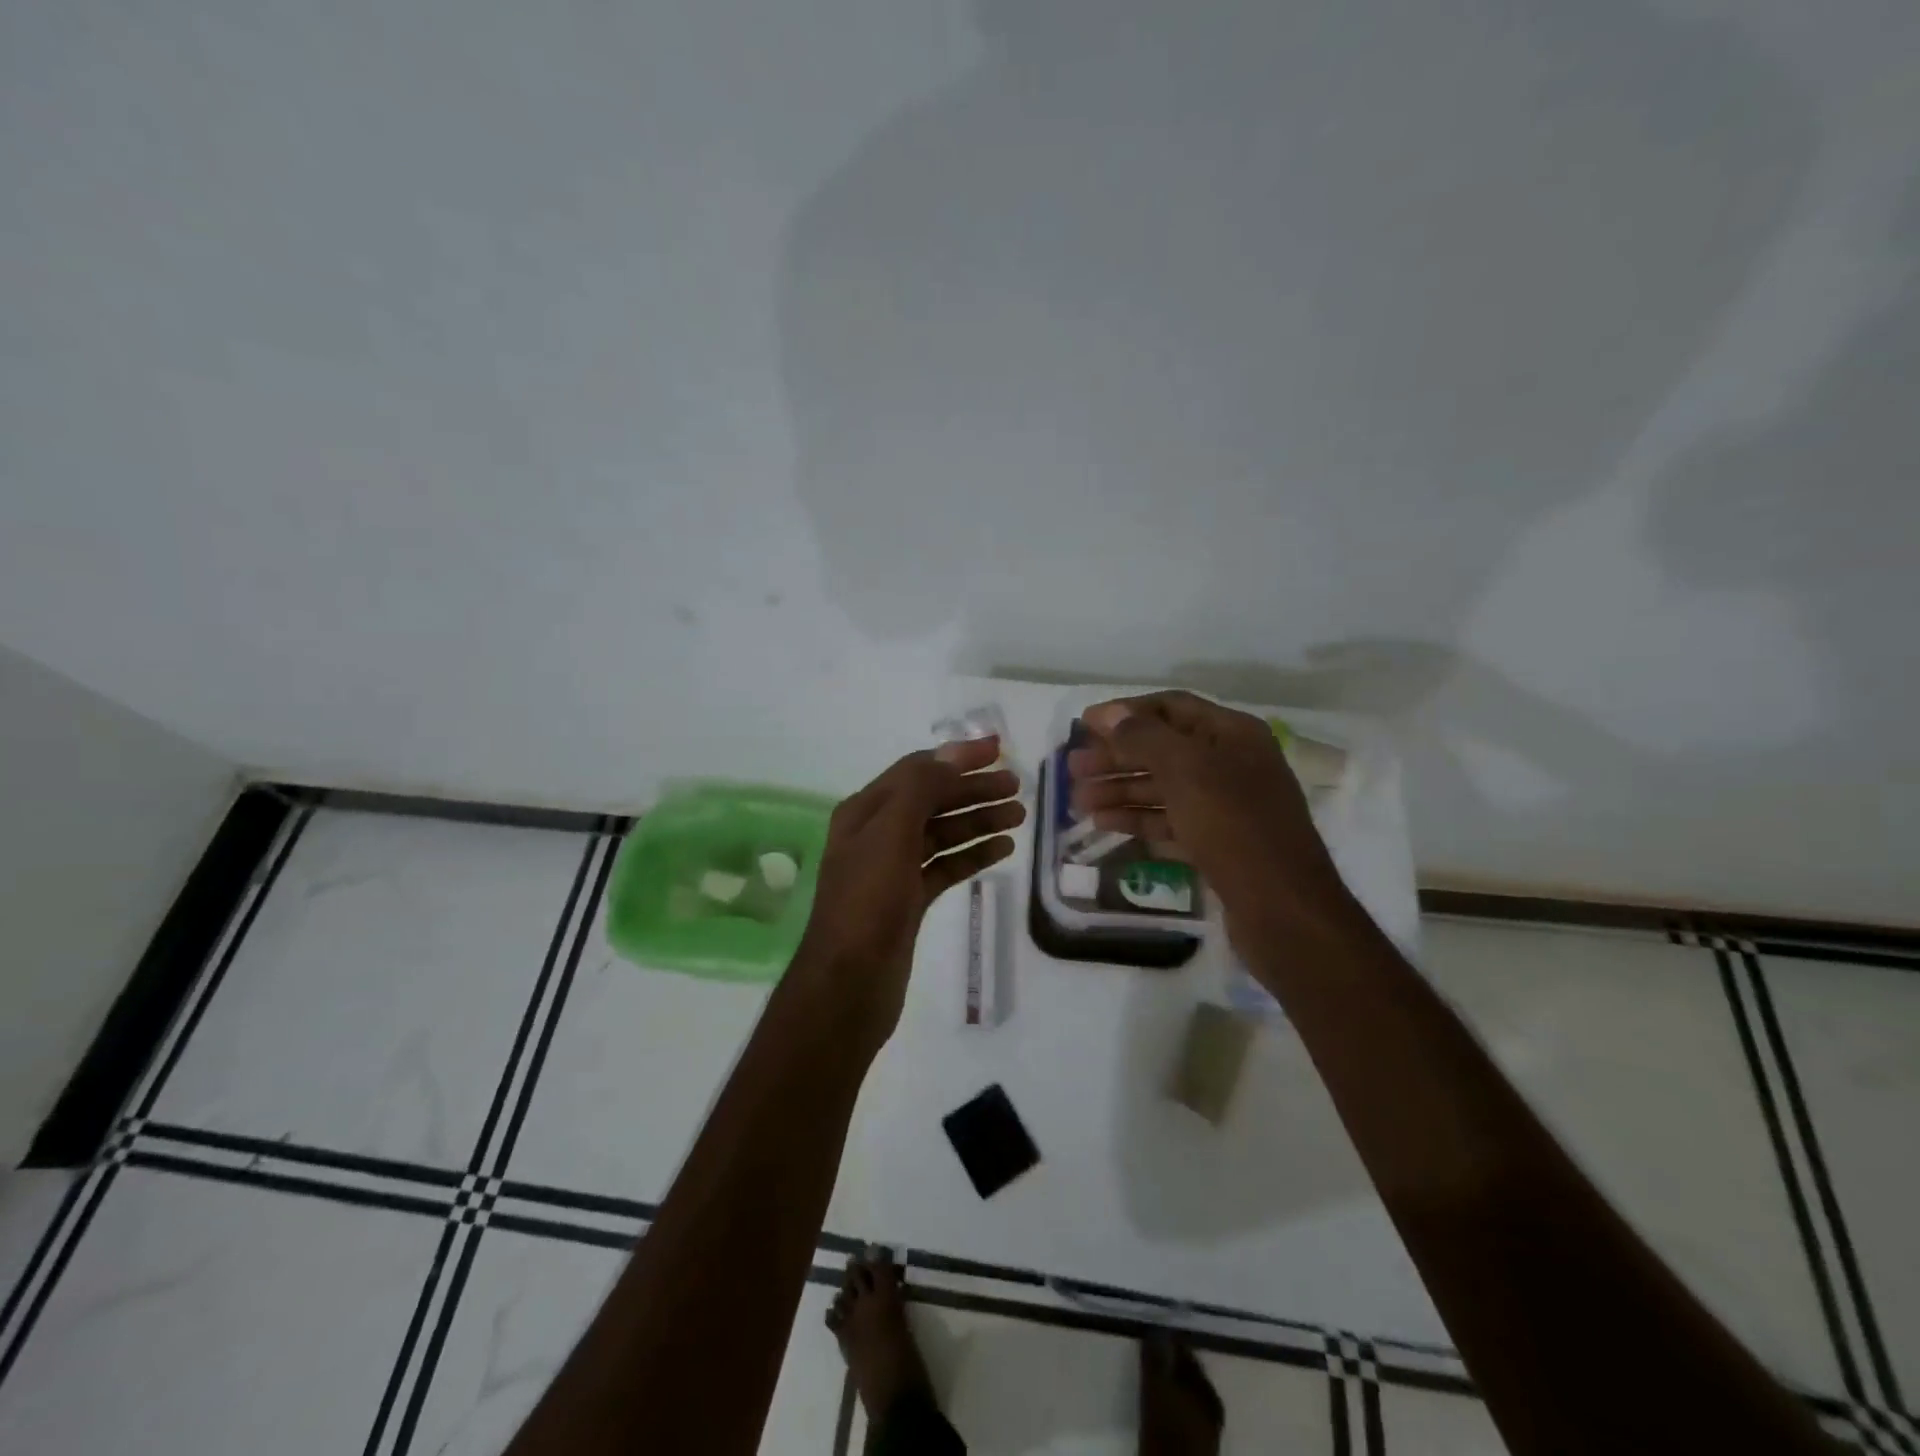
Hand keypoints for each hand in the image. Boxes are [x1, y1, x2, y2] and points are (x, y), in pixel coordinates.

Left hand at [793, 737, 1022, 1042]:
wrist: (848, 984)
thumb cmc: (867, 901)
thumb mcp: (890, 833)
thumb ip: (921, 788)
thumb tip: (954, 755)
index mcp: (865, 811)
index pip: (917, 770)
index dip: (957, 757)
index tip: (998, 750)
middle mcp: (877, 834)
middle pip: (932, 800)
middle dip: (973, 790)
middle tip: (1016, 787)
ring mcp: (893, 869)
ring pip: (942, 834)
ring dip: (978, 821)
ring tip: (1018, 816)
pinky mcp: (909, 900)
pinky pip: (946, 866)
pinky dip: (972, 855)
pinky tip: (1002, 849)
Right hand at [1066, 691, 1343, 927]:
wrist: (1283, 910)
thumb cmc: (1234, 826)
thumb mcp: (1187, 771)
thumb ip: (1144, 737)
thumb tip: (1108, 714)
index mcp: (1233, 734)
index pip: (1170, 707)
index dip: (1125, 713)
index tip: (1083, 725)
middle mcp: (1231, 763)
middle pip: (1162, 749)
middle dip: (1116, 756)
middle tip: (1072, 768)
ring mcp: (1226, 805)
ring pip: (1163, 787)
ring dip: (1120, 789)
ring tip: (1077, 801)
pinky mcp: (1217, 842)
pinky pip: (1170, 820)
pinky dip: (1137, 818)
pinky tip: (1104, 823)